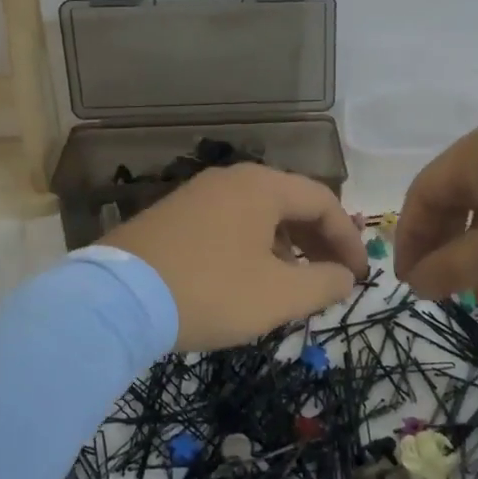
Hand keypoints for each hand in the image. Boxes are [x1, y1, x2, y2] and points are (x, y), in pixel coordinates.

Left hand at [103, 163, 367, 351]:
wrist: (117, 299)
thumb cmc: (209, 291)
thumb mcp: (277, 296)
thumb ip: (323, 284)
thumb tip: (346, 275)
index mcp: (262, 187)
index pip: (323, 202)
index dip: (349, 240)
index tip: (360, 277)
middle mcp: (232, 179)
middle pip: (291, 204)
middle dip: (319, 242)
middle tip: (334, 279)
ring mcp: (199, 194)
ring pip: (260, 214)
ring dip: (287, 246)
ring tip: (295, 284)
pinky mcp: (175, 214)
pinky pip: (231, 223)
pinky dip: (254, 246)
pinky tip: (251, 278)